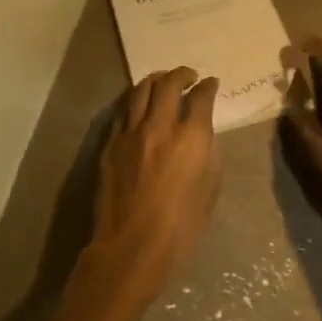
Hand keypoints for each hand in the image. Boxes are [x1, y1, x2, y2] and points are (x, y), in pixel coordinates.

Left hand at [87, 67, 221, 295]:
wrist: (132, 246)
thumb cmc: (181, 226)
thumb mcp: (210, 189)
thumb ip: (208, 154)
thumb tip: (201, 137)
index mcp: (191, 137)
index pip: (201, 97)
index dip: (208, 86)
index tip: (211, 84)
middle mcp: (160, 126)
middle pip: (168, 84)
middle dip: (182, 74)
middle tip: (189, 76)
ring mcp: (130, 133)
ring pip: (141, 91)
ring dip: (155, 80)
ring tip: (162, 81)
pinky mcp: (110, 144)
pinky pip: (124, 111)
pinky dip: (135, 101)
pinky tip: (140, 104)